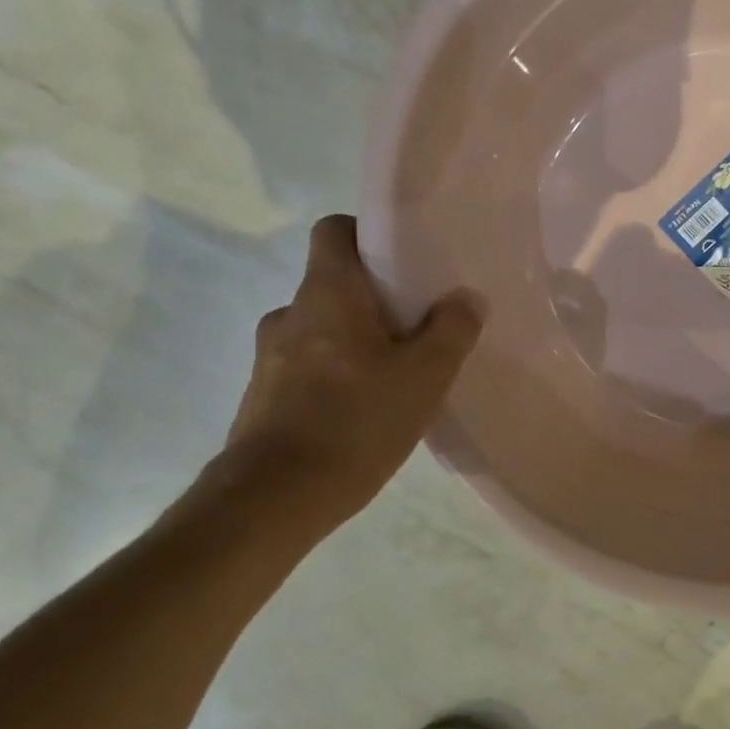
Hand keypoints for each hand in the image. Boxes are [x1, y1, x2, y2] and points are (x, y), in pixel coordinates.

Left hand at [223, 215, 481, 537]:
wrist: (274, 498)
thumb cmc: (356, 421)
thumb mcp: (425, 376)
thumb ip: (452, 330)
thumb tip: (466, 298)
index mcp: (327, 292)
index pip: (335, 230)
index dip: (368, 236)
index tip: (402, 263)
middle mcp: (290, 312)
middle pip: (334, 283)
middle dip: (374, 299)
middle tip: (415, 329)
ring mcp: (269, 356)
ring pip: (321, 328)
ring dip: (353, 342)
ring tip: (392, 377)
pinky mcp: (263, 395)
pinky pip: (306, 366)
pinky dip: (333, 375)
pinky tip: (362, 412)